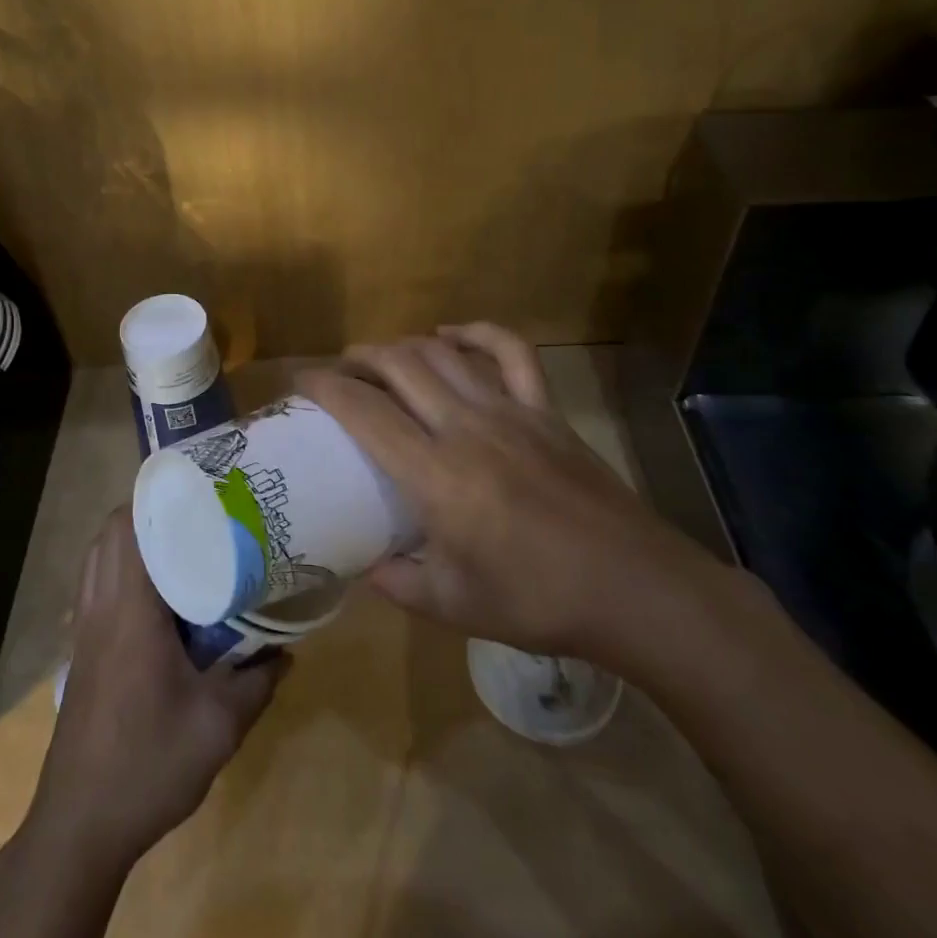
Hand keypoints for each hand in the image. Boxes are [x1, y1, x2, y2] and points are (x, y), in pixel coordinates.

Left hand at [31, 508, 283, 869]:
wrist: (79, 825)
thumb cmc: (148, 765)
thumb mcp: (219, 727)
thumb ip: (257, 681)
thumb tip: (287, 651)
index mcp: (130, 611)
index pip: (129, 528)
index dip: (156, 498)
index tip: (196, 487)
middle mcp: (100, 607)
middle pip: (109, 533)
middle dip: (147, 511)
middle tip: (195, 512)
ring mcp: (84, 628)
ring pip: (98, 557)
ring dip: (130, 539)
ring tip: (178, 542)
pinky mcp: (81, 650)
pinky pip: (95, 584)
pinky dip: (119, 569)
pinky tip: (157, 595)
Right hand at [297, 323, 716, 666]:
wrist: (635, 589)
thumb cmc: (538, 601)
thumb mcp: (452, 604)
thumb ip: (397, 582)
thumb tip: (364, 567)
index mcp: (436, 475)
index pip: (365, 412)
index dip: (326, 386)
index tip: (301, 379)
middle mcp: (466, 428)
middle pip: (400, 366)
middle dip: (361, 358)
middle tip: (341, 370)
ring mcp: (511, 412)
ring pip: (444, 354)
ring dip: (406, 346)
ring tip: (384, 357)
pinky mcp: (545, 410)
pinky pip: (511, 352)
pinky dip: (478, 333)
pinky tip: (452, 334)